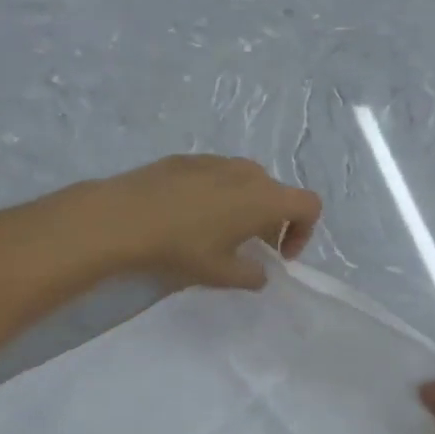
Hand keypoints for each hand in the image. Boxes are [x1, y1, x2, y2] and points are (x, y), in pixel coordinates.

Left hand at [91, 155, 321, 289]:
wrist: (125, 216)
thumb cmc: (183, 247)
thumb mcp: (221, 273)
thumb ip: (251, 275)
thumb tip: (259, 272)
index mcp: (265, 198)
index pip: (309, 205)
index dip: (303, 232)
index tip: (279, 255)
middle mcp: (248, 172)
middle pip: (276, 193)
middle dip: (272, 222)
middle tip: (251, 248)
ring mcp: (217, 160)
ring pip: (246, 182)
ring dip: (245, 207)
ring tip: (219, 232)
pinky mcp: (188, 158)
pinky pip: (217, 175)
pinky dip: (218, 194)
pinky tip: (188, 216)